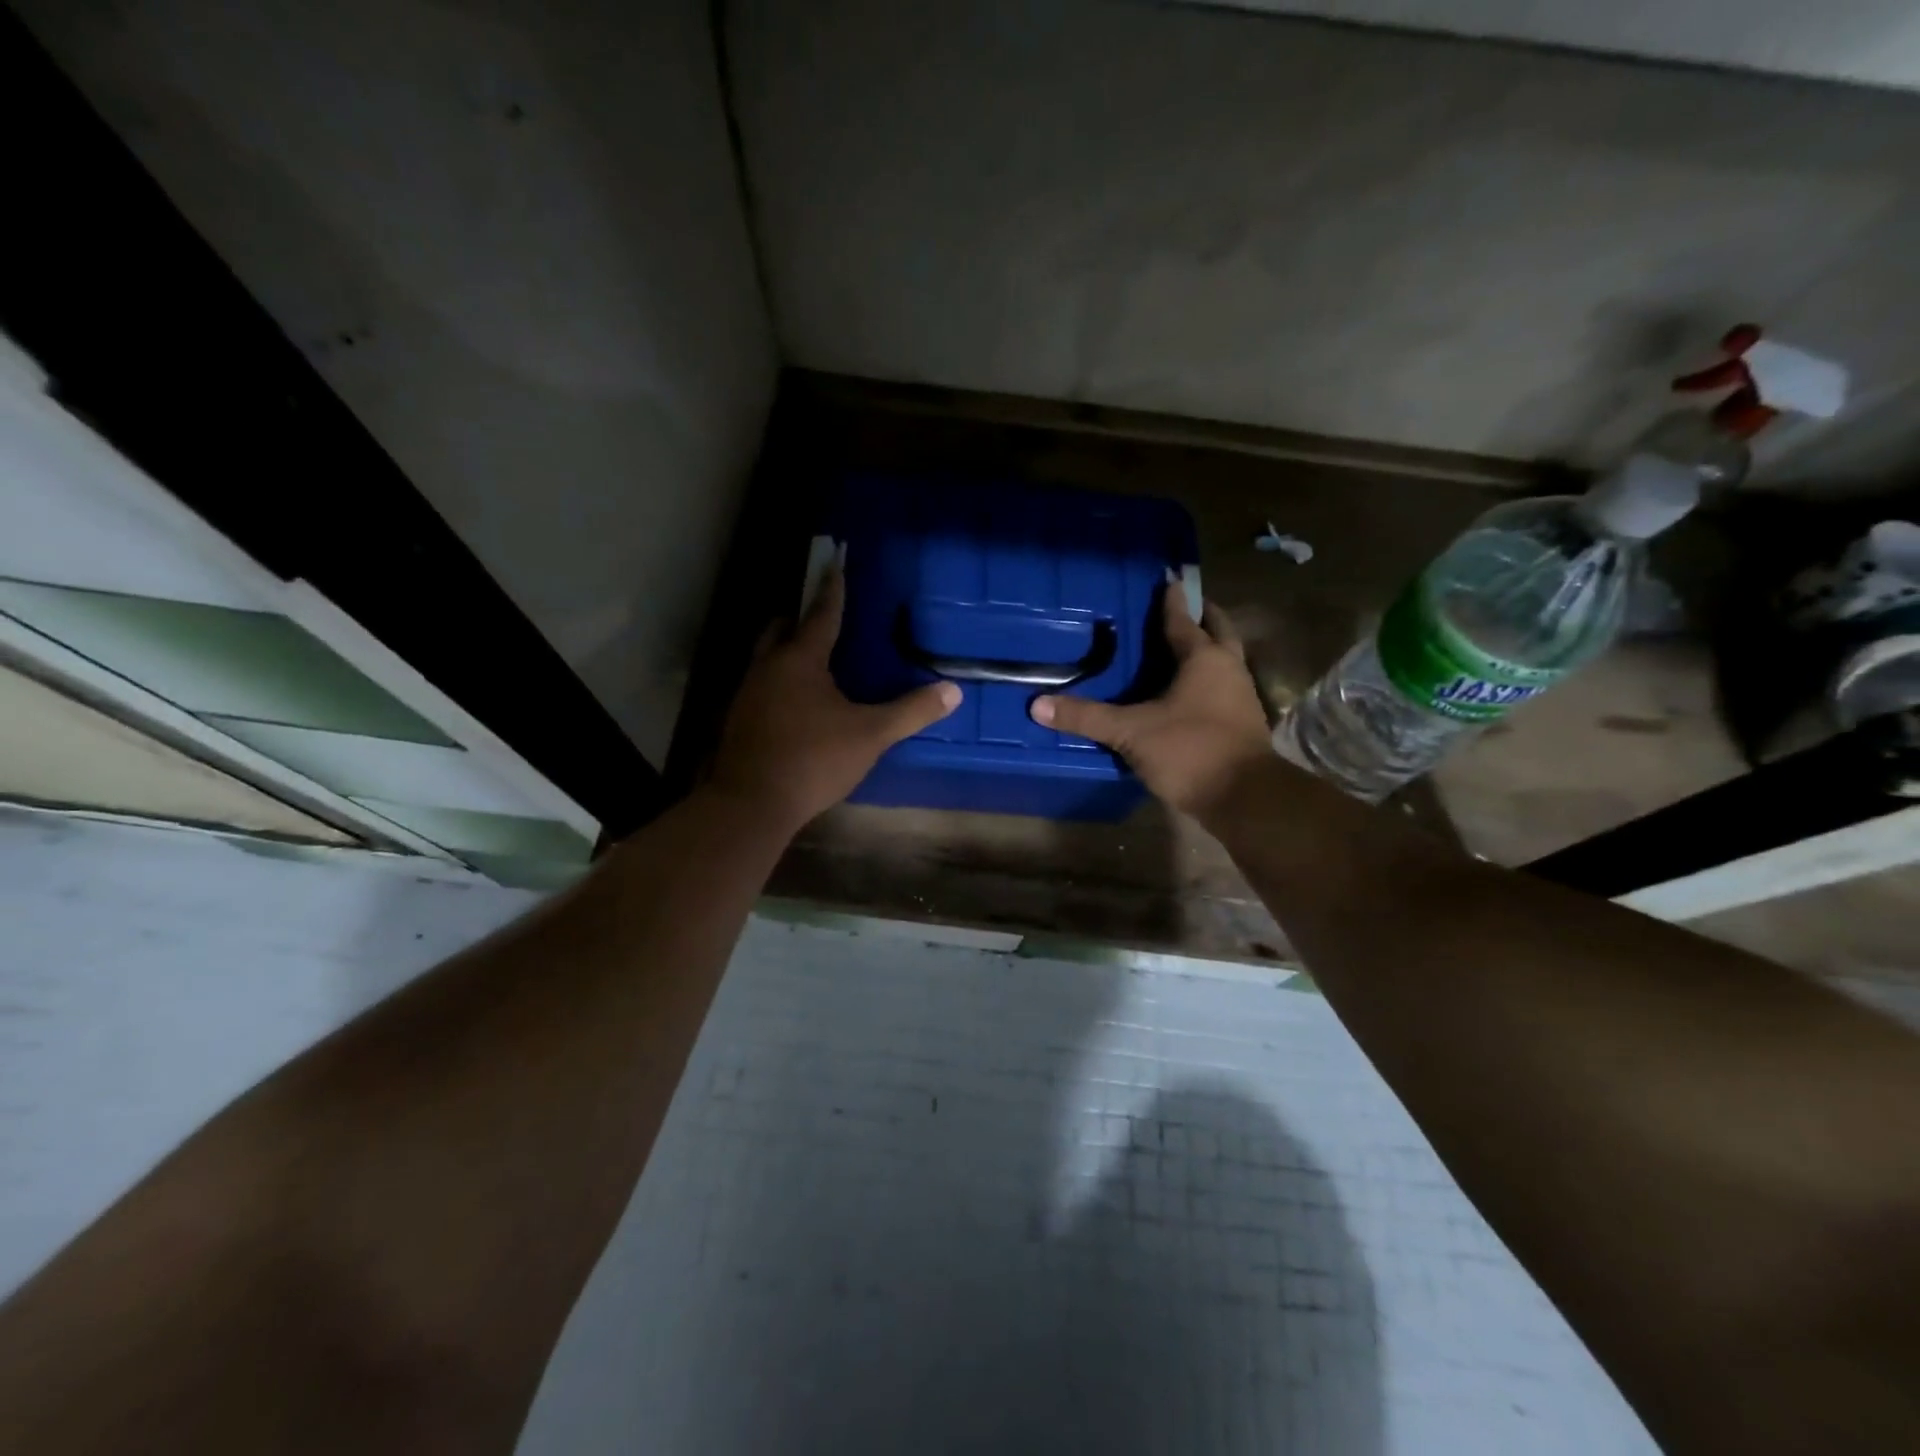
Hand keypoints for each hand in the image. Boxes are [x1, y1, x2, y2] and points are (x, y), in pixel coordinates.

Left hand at [712, 566, 960, 830]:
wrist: (751, 803)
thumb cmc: (813, 759)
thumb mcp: (870, 735)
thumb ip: (911, 711)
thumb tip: (952, 691)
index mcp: (800, 660)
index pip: (821, 613)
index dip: (833, 588)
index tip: (836, 562)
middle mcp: (768, 667)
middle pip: (781, 628)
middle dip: (800, 617)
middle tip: (822, 617)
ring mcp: (748, 694)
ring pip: (767, 657)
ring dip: (787, 650)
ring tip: (813, 660)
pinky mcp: (739, 720)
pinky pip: (761, 685)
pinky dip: (779, 681)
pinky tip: (796, 703)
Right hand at [1031, 590, 1274, 820]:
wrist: (1246, 798)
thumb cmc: (1190, 750)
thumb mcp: (1131, 733)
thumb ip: (1087, 717)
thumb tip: (1038, 705)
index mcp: (1204, 658)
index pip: (1183, 619)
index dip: (1171, 600)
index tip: (1167, 580)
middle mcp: (1228, 669)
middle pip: (1218, 631)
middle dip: (1202, 617)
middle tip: (1181, 608)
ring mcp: (1240, 696)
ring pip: (1224, 660)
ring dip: (1208, 649)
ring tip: (1179, 648)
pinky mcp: (1243, 723)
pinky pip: (1223, 687)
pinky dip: (1207, 680)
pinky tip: (1186, 693)